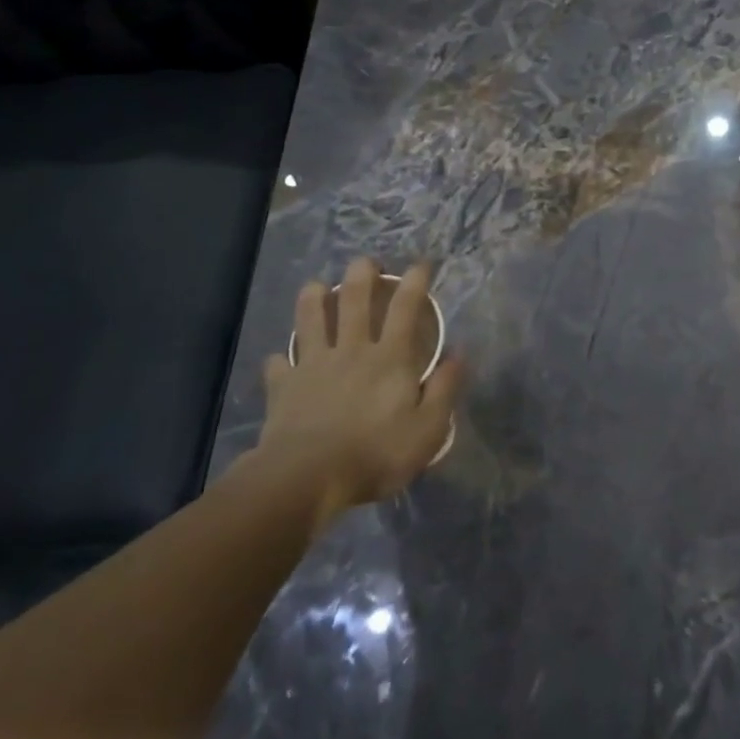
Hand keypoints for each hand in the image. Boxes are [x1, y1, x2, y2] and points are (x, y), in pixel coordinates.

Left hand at [259, 258, 462, 515]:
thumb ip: (444, 389)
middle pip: (355, 302)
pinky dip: (281, 359)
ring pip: (311, 320)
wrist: (306, 477)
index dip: (415, 282)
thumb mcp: (428, 428)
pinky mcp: (284, 387)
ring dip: (314, 299)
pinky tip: (280, 359)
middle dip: (361, 275)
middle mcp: (352, 351)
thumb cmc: (376, 453)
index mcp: (390, 358)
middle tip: (365, 261)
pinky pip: (280, 365)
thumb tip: (459, 353)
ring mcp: (314, 366)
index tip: (420, 264)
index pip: (406, 309)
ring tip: (316, 286)